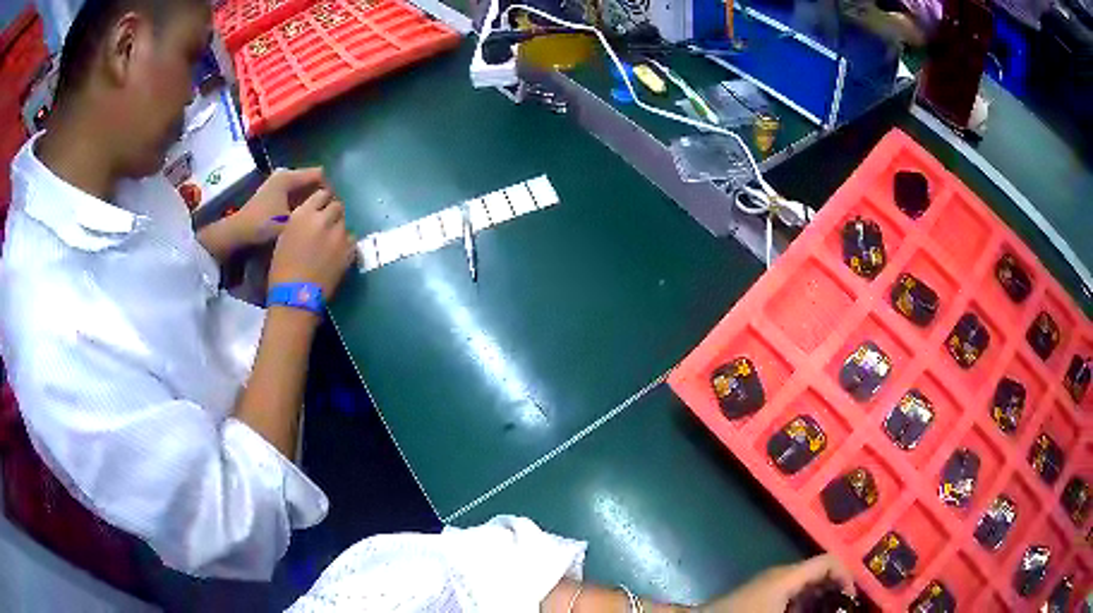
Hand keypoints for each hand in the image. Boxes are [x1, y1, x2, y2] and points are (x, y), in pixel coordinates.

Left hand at [235, 167, 325, 245]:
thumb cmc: (263, 225)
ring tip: (315, 219)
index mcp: (289, 176)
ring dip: (310, 201)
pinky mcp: (273, 192)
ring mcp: (277, 183)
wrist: (237, 233)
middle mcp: (284, 174)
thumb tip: (332, 211)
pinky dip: (300, 204)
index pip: (320, 175)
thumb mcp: (291, 221)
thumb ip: (312, 212)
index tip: (333, 210)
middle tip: (326, 216)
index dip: (329, 190)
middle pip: (311, 181)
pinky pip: (294, 194)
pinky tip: (303, 219)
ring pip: (303, 189)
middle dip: (320, 196)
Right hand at [269, 188, 356, 300]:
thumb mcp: (285, 236)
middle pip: (337, 205)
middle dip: (333, 213)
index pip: (322, 194)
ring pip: (345, 222)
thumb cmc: (281, 269)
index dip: (322, 201)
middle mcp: (323, 220)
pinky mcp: (349, 251)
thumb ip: (301, 221)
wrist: (295, 295)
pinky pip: (352, 239)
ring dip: (339, 228)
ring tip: (333, 240)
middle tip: (328, 223)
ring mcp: (338, 235)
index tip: (321, 207)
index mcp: (303, 214)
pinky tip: (339, 252)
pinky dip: (346, 243)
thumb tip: (311, 217)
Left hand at [699, 554, 854, 612]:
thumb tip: (835, 610)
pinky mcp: (758, 596)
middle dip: (833, 590)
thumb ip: (809, 610)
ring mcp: (768, 584)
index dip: (846, 576)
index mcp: (788, 575)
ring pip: (804, 586)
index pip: (828, 561)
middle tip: (841, 610)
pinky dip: (801, 604)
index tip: (851, 600)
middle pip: (818, 573)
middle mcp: (780, 574)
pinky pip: (789, 595)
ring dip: (817, 599)